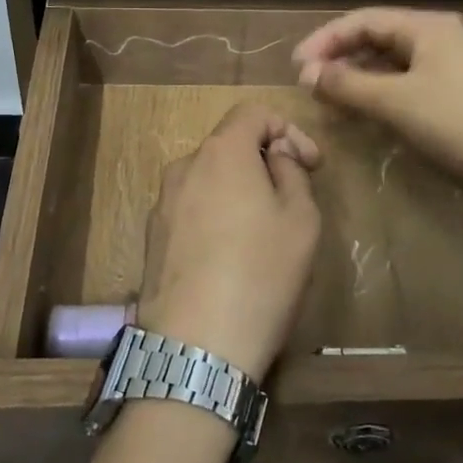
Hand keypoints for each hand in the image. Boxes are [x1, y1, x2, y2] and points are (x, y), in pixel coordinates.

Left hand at [137, 104, 321, 382]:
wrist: (195, 350)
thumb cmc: (260, 275)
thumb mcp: (301, 220)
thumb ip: (291, 171)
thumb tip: (275, 155)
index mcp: (221, 152)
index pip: (253, 112)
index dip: (288, 129)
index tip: (311, 164)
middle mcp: (184, 167)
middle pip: (228, 145)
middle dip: (264, 160)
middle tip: (292, 197)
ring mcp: (161, 203)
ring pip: (208, 178)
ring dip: (239, 189)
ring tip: (263, 231)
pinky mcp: (151, 238)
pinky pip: (191, 208)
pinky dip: (215, 215)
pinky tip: (231, 255)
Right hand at [293, 9, 462, 212]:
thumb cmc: (459, 126)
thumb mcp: (396, 103)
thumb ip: (347, 84)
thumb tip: (307, 72)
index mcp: (428, 27)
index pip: (362, 20)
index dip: (325, 40)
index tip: (295, 68)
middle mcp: (440, 39)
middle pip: (377, 39)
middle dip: (340, 59)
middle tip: (309, 84)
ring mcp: (452, 69)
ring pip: (392, 64)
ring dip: (358, 79)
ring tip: (329, 100)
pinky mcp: (458, 98)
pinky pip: (408, 86)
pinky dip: (381, 96)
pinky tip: (364, 115)